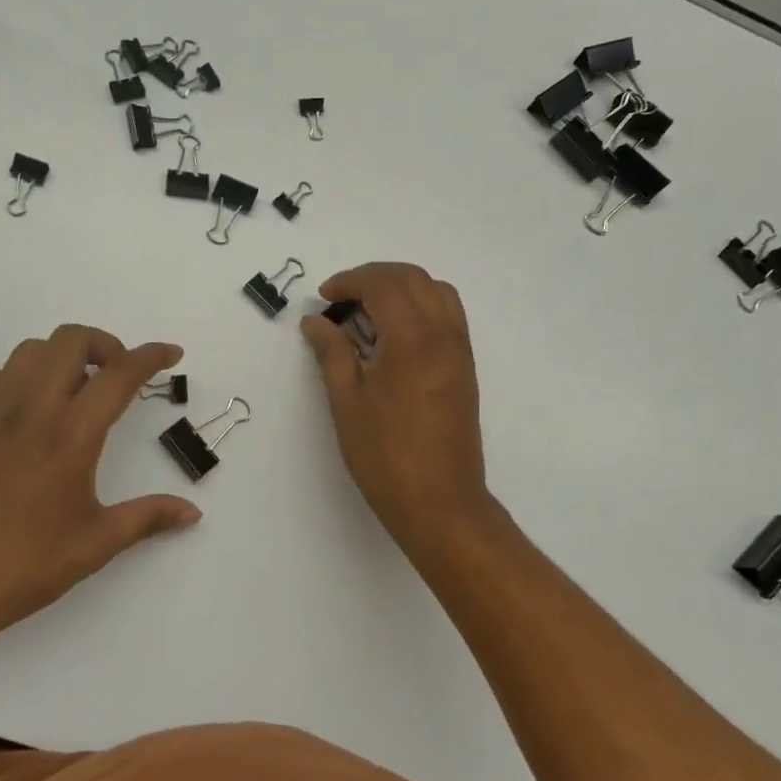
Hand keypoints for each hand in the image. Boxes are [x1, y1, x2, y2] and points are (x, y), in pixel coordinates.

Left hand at [0, 325, 200, 647]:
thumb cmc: (25, 565)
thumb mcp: (96, 543)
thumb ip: (148, 518)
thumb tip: (193, 512)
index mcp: (71, 435)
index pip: (119, 375)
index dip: (151, 355)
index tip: (170, 353)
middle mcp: (32, 410)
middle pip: (70, 340)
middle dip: (104, 344)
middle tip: (118, 376)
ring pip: (30, 351)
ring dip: (61, 357)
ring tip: (77, 391)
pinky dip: (19, 377)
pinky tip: (28, 411)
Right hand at [300, 263, 494, 554]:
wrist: (440, 503)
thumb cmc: (385, 456)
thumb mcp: (347, 402)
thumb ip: (333, 353)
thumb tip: (315, 321)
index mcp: (413, 340)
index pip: (384, 285)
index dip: (351, 281)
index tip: (325, 296)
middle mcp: (444, 335)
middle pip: (414, 279)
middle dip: (374, 277)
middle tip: (342, 297)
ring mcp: (460, 351)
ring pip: (437, 292)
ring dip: (402, 287)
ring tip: (369, 310)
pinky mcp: (465, 368)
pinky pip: (448, 315)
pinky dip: (421, 306)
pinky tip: (395, 333)